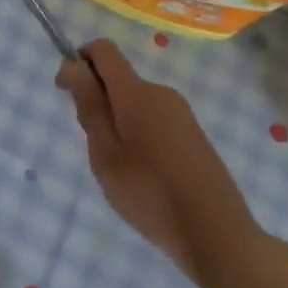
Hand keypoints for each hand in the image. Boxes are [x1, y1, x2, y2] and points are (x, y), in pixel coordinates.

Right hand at [57, 39, 261, 287]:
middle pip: (117, 77)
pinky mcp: (194, 135)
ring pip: (134, 100)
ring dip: (116, 119)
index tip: (68, 95)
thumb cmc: (151, 195)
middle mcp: (162, 93)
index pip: (103, 50)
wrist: (219, 238)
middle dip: (96, 99)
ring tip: (119, 166)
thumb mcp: (105, 153)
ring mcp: (182, 114)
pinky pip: (153, 117)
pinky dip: (137, 132)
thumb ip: (88, 105)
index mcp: (137, 93)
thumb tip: (72, 64)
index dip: (79, 61)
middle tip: (95, 146)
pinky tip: (144, 173)